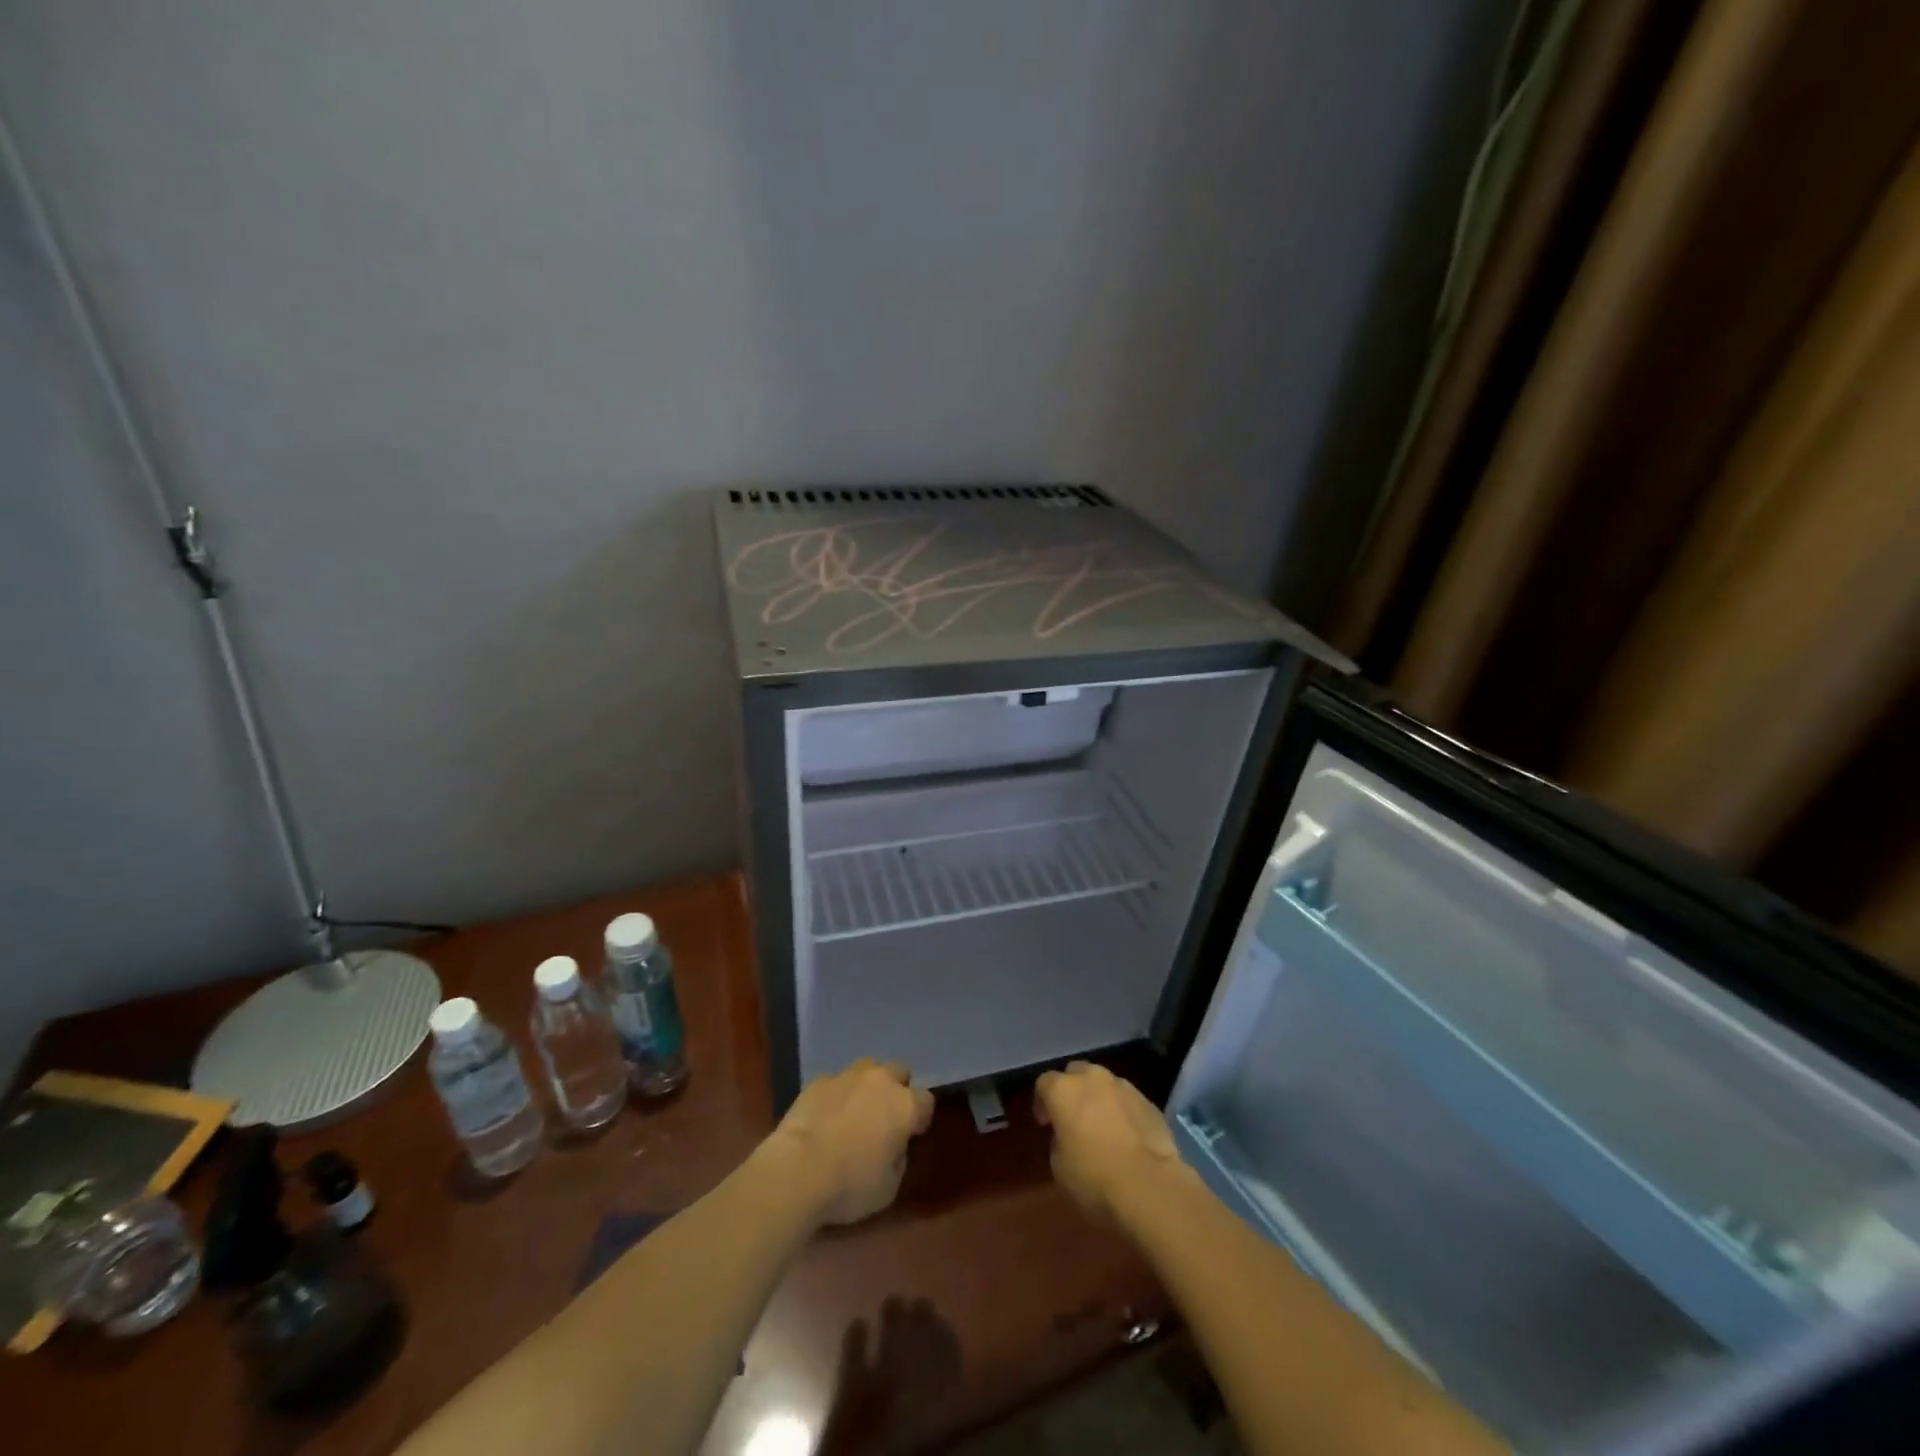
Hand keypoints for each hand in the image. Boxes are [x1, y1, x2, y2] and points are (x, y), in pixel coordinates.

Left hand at [765, 1059, 934, 1225]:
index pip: (925, 1101)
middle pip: (899, 1071)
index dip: (919, 1118)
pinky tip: (825, 1117)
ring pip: (867, 1069)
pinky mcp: (818, 1081)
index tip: (909, 1135)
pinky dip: (836, 1095)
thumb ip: (897, 1159)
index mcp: (905, 1106)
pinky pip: (836, 1082)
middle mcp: (880, 1081)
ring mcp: (847, 1076)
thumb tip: (892, 1146)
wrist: (797, 1170)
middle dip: (896, 1089)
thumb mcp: (888, 1188)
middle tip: (883, 1118)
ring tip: (854, 1112)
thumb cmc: (850, 1185)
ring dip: (867, 1086)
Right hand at [1035, 1061, 1186, 1221]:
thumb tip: (1068, 1136)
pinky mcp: (1148, 1100)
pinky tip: (1127, 1135)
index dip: (1042, 1102)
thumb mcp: (1059, 1167)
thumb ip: (1059, 1140)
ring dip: (1098, 1098)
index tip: (1046, 1124)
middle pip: (1075, 1073)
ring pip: (1103, 1083)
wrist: (1149, 1186)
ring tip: (1102, 1126)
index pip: (1044, 1083)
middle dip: (1072, 1091)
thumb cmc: (1094, 1178)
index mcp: (1062, 1090)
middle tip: (1073, 1118)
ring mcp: (1123, 1086)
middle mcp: (1091, 1078)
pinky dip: (1122, 1111)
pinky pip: (1126, 1100)